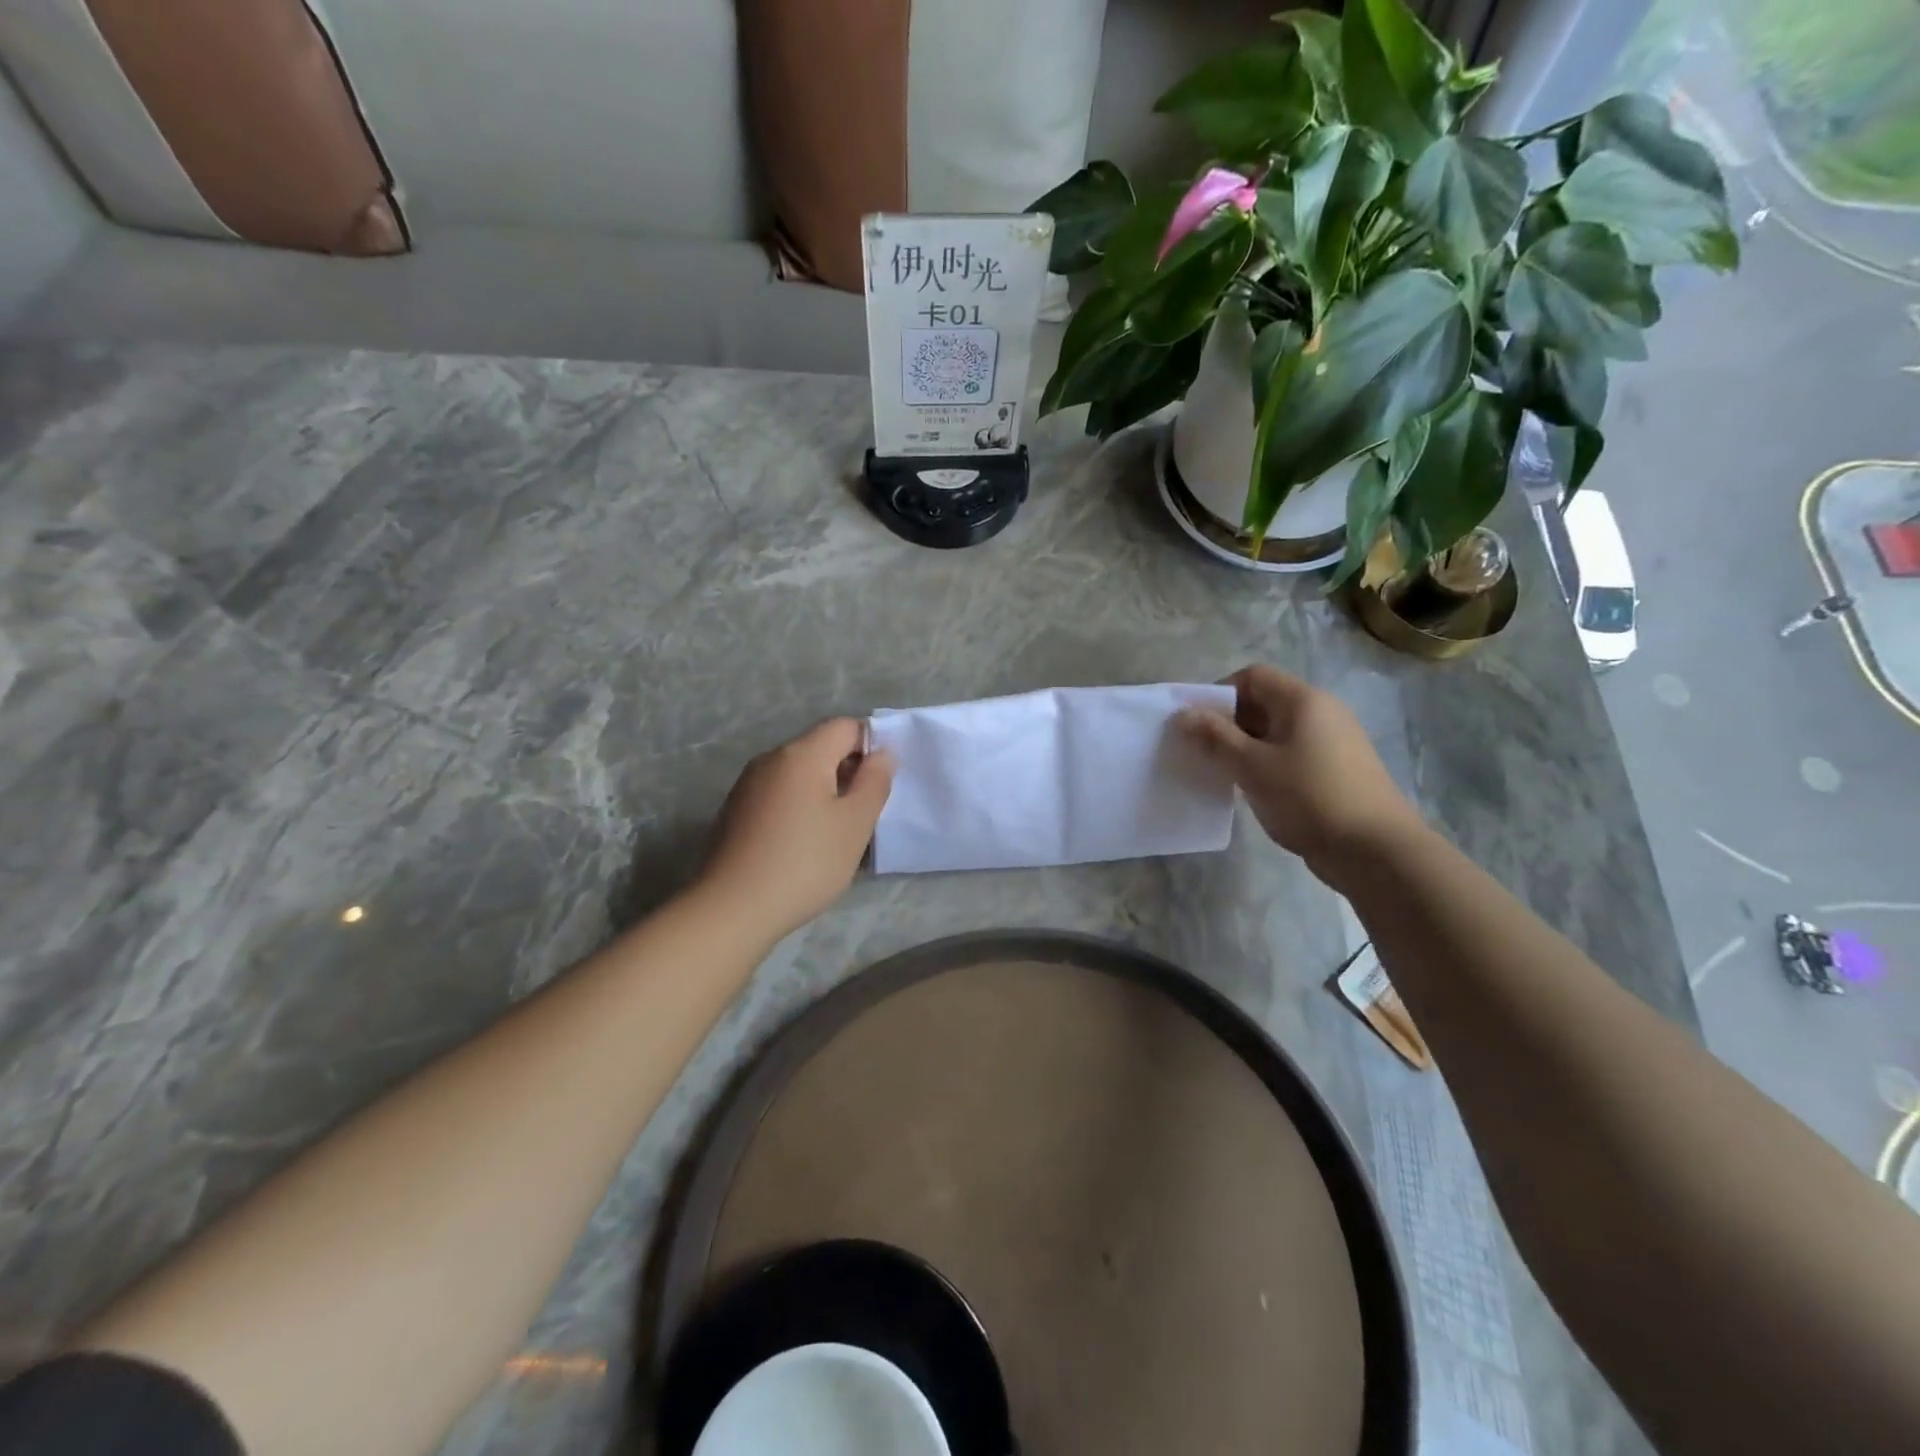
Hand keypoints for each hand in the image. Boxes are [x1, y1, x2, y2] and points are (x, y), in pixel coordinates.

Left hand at [697, 718, 894, 941]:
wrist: (731, 909)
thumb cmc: (804, 863)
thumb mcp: (854, 824)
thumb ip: (874, 782)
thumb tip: (882, 753)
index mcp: (802, 754)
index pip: (845, 726)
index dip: (871, 745)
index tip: (882, 783)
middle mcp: (770, 759)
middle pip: (820, 747)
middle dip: (848, 770)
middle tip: (865, 812)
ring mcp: (748, 784)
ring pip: (799, 773)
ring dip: (824, 791)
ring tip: (836, 832)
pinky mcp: (735, 810)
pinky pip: (779, 794)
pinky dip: (799, 806)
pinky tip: (803, 844)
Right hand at [1178, 666, 1423, 880]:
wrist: (1375, 850)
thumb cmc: (1308, 798)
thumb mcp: (1252, 767)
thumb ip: (1215, 737)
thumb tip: (1184, 714)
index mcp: (1303, 700)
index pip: (1253, 676)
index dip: (1220, 694)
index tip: (1199, 727)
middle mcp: (1322, 711)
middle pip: (1265, 701)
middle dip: (1230, 723)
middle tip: (1206, 754)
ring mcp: (1334, 740)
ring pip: (1278, 731)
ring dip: (1247, 747)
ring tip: (1228, 775)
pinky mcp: (1338, 768)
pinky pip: (1293, 752)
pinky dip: (1269, 763)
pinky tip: (1258, 791)